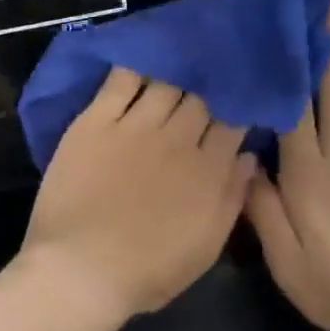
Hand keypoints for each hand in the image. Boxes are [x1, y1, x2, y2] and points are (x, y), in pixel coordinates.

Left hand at [20, 68, 254, 330]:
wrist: (80, 269)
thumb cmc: (147, 271)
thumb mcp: (205, 247)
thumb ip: (232, 198)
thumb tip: (249, 156)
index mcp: (207, 170)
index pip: (232, 123)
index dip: (237, 107)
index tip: (238, 99)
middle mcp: (176, 139)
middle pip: (201, 97)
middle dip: (209, 85)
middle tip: (209, 75)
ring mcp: (134, 126)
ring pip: (165, 83)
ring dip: (176, 72)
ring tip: (180, 60)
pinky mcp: (95, 121)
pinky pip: (120, 81)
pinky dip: (134, 67)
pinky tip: (141, 58)